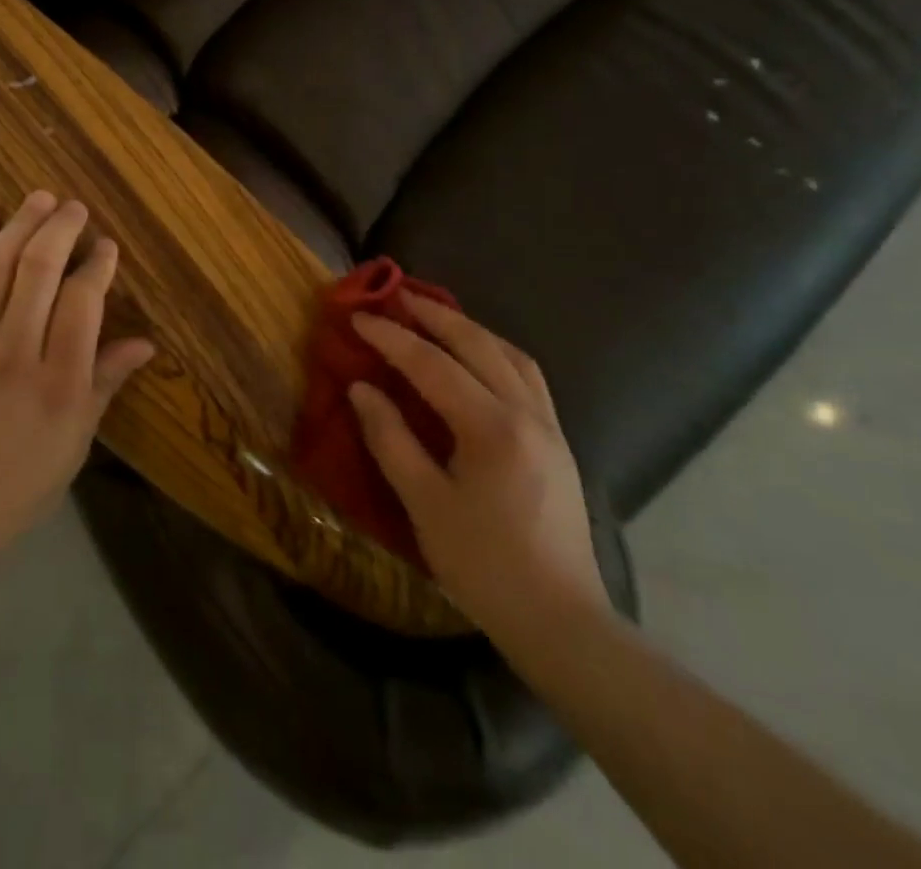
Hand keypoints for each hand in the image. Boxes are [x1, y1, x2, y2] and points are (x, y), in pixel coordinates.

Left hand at [0, 192, 154, 566]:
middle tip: (75, 207)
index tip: (106, 246)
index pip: (84, 302)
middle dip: (62, 229)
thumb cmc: (17, 484)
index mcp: (59, 382)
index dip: (98, 265)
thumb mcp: (74, 443)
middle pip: (41, 269)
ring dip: (21, 223)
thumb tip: (144, 343)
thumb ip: (104, 384)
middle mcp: (15, 351)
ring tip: (40, 197)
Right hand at [348, 296, 607, 643]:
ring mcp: (550, 426)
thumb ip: (390, 439)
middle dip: (435, 315)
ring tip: (436, 317)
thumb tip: (361, 388)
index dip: (392, 338)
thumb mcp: (424, 504)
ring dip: (470, 329)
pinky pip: (527, 376)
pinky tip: (478, 358)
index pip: (432, 365)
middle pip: (478, 344)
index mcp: (492, 428)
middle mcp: (527, 414)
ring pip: (511, 355)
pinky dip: (496, 352)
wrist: (561, 622)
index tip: (359, 317)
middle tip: (398, 296)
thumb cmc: (484, 565)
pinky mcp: (559, 442)